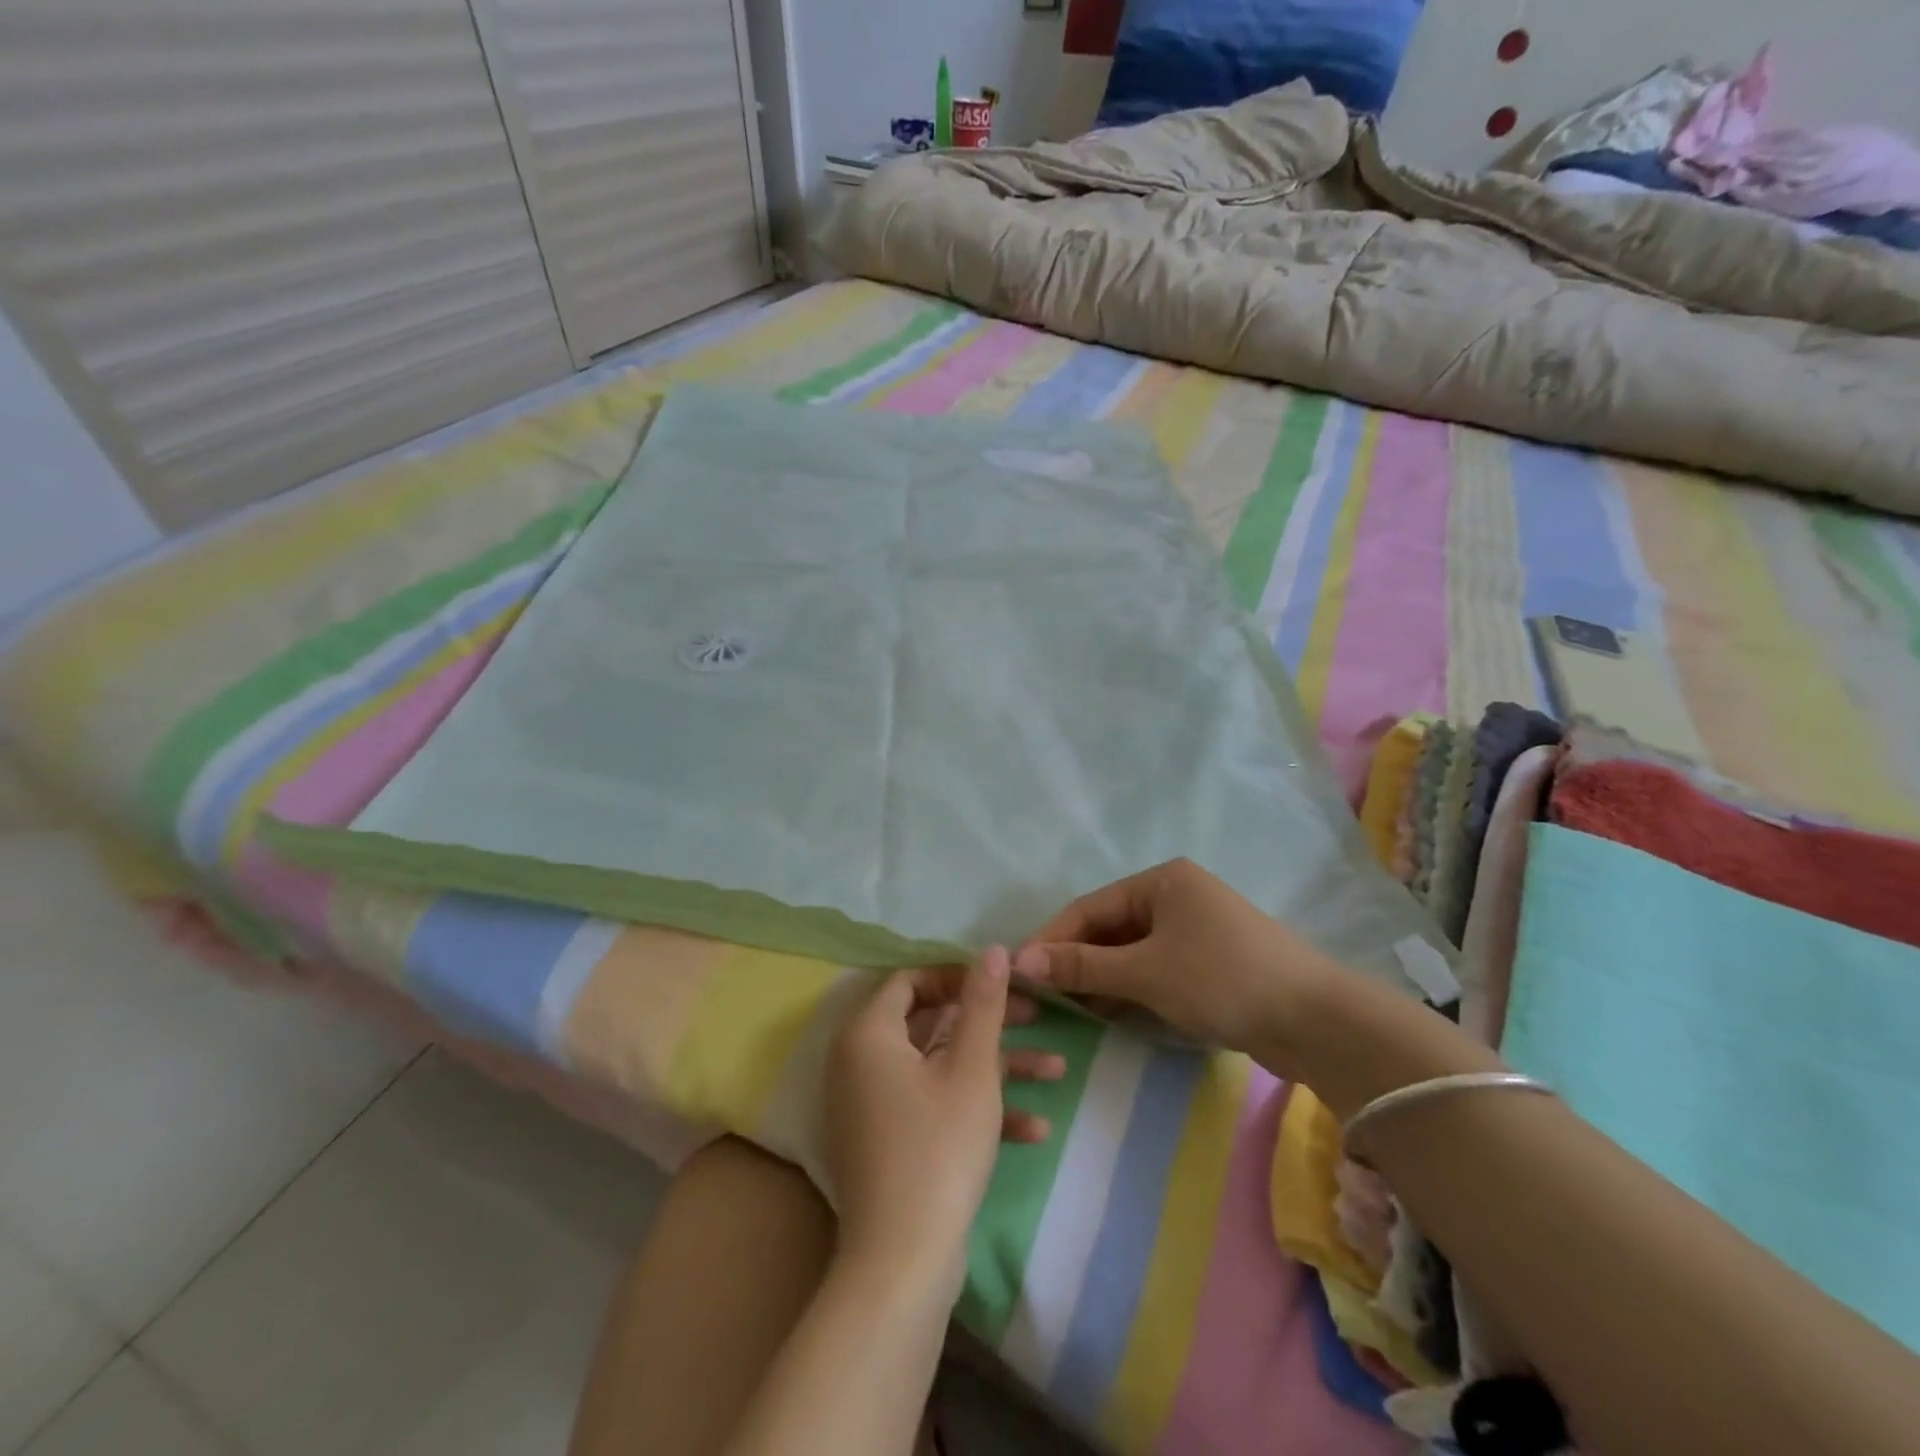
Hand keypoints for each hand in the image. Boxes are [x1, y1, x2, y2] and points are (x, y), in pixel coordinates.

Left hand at [824, 949, 1062, 1297]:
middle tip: (1038, 1017)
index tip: (1003, 984)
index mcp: (869, 1033)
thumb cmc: (938, 1147)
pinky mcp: (891, 1141)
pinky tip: (1034, 1127)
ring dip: (997, 1067)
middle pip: (932, 1022)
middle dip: (991, 1022)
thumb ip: (983, 1003)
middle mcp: (862, 1061)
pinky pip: (934, 1106)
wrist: (903, 1264)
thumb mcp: (971, 1068)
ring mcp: (874, 1104)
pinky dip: (976, 1109)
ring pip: (941, 1066)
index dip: (959, 976)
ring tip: (1057, 1069)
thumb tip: (991, 949)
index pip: (911, 980)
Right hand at [1014, 858, 1338, 1068]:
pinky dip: (1131, 988)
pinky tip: (1110, 1013)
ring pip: (1132, 951)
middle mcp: (1176, 896)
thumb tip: (1021, 960)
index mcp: (1161, 881)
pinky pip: (1155, 969)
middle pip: (1110, 928)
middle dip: (1077, 961)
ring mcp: (1196, 930)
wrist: (1316, 1021)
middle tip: (1043, 997)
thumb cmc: (1222, 979)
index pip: (1090, 908)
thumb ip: (1082, 965)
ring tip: (1070, 1009)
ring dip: (1102, 978)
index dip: (1051, 939)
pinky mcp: (1210, 963)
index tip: (1018, 972)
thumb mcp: (1145, 971)